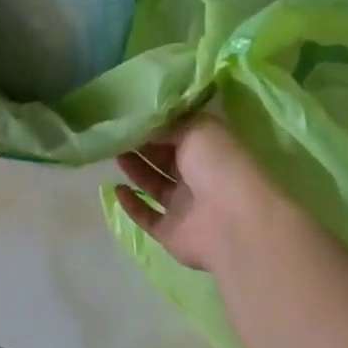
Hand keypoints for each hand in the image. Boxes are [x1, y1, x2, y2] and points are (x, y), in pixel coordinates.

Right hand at [114, 113, 281, 271]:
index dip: (155, 124)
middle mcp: (198, 176)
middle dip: (141, 145)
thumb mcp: (194, 128)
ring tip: (113, 152)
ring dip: (135, 169)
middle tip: (115, 132)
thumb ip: (166, 124)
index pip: (178, 133)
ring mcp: (185, 206)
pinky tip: (116, 189)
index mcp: (208, 149)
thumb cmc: (218, 164)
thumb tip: (143, 122)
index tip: (129, 114)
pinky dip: (131, 205)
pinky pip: (147, 217)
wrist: (233, 222)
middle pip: (164, 158)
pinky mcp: (172, 232)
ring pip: (154, 185)